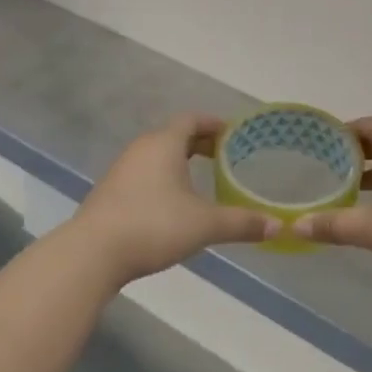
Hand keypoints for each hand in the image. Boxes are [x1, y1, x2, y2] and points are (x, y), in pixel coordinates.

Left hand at [69, 114, 277, 285]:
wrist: (93, 252)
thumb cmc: (154, 225)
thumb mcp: (205, 225)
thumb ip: (241, 223)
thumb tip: (277, 227)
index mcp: (164, 144)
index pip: (191, 120)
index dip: (213, 123)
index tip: (232, 133)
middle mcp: (141, 149)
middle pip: (173, 135)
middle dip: (199, 143)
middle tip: (223, 156)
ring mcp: (121, 169)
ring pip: (156, 155)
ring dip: (178, 161)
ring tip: (200, 180)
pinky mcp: (110, 191)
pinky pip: (143, 173)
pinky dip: (162, 178)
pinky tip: (171, 203)